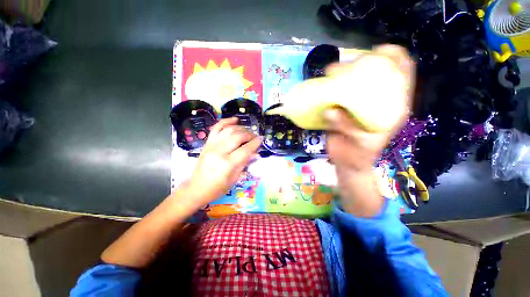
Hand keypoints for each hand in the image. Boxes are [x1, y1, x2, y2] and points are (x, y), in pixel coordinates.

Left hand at [182, 118, 261, 207]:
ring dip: (240, 128)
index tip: (261, 139)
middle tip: (254, 137)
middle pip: (238, 136)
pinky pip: (216, 128)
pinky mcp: (207, 143)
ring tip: (247, 131)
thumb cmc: (217, 188)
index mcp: (228, 163)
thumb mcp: (235, 178)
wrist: (196, 189)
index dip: (255, 143)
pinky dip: (226, 121)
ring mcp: (211, 146)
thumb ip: (244, 163)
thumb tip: (254, 152)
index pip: (245, 149)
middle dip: (249, 135)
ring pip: (229, 130)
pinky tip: (235, 119)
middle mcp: (219, 152)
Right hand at [324, 45, 413, 216]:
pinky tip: (324, 87)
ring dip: (343, 74)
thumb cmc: (357, 156)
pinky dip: (332, 88)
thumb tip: (330, 110)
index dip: (394, 56)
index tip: (376, 52)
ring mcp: (360, 105)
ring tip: (330, 74)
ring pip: (356, 82)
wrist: (347, 164)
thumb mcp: (358, 144)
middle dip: (361, 63)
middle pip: (377, 72)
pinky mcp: (345, 110)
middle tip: (342, 67)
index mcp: (392, 107)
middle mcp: (378, 102)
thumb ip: (346, 127)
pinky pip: (339, 94)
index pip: (403, 72)